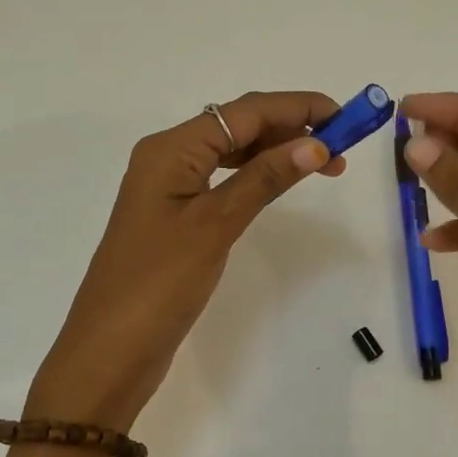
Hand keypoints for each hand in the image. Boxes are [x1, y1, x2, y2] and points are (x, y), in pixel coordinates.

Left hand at [26, 91, 346, 427]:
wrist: (111, 348)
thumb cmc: (160, 283)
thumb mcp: (216, 224)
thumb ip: (264, 179)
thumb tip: (315, 143)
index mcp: (171, 148)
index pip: (244, 112)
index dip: (297, 107)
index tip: (346, 117)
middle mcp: (168, 157)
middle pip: (237, 125)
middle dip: (290, 128)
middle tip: (342, 149)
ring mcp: (170, 187)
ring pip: (231, 152)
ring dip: (276, 152)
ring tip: (322, 164)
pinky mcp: (175, 216)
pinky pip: (222, 179)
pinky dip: (255, 176)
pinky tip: (279, 182)